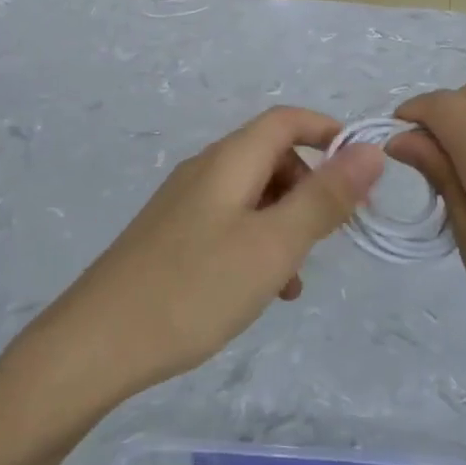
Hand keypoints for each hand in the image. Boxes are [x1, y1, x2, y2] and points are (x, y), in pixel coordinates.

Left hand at [18, 107, 383, 413]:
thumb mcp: (273, 245)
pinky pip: (229, 223)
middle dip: (310, 187)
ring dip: (285, 224)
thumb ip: (324, 197)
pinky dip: (256, 244)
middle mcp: (205, 171)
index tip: (362, 174)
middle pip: (271, 157)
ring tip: (294, 278)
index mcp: (228, 161)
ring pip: (252, 196)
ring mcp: (184, 204)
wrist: (97, 344)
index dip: (328, 134)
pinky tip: (260, 291)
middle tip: (332, 235)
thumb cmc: (194, 289)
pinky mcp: (172, 236)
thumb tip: (368, 149)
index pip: (286, 120)